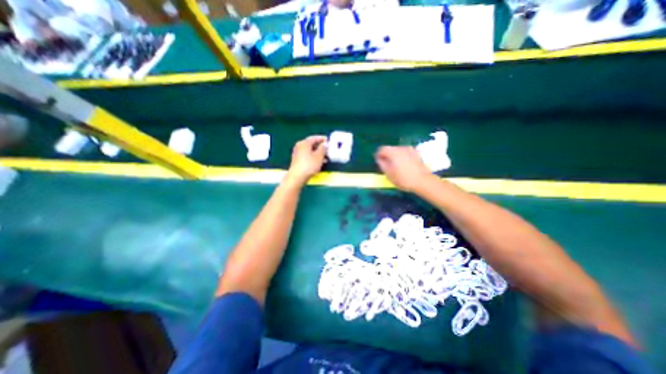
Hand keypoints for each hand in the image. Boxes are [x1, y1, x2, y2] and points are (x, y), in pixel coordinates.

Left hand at [286, 136, 326, 185]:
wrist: (297, 177)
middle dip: (320, 147)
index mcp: (304, 143)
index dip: (322, 138)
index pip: (314, 138)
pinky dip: (313, 157)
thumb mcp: (319, 156)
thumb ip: (323, 148)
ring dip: (317, 153)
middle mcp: (299, 146)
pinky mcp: (297, 160)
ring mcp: (297, 153)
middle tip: (327, 149)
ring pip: (309, 151)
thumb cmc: (309, 165)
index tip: (328, 140)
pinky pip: (307, 156)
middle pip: (311, 144)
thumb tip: (325, 144)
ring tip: (325, 157)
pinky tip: (319, 162)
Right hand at [374, 147, 431, 192]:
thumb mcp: (388, 174)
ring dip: (394, 156)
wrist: (423, 181)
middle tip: (386, 164)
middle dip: (386, 155)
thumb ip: (382, 164)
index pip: (382, 149)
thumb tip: (379, 159)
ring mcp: (410, 149)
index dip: (378, 154)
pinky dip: (402, 156)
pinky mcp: (416, 153)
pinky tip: (404, 165)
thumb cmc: (403, 179)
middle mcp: (401, 148)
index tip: (378, 161)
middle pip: (390, 148)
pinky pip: (405, 152)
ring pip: (398, 150)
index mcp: (393, 152)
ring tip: (395, 165)